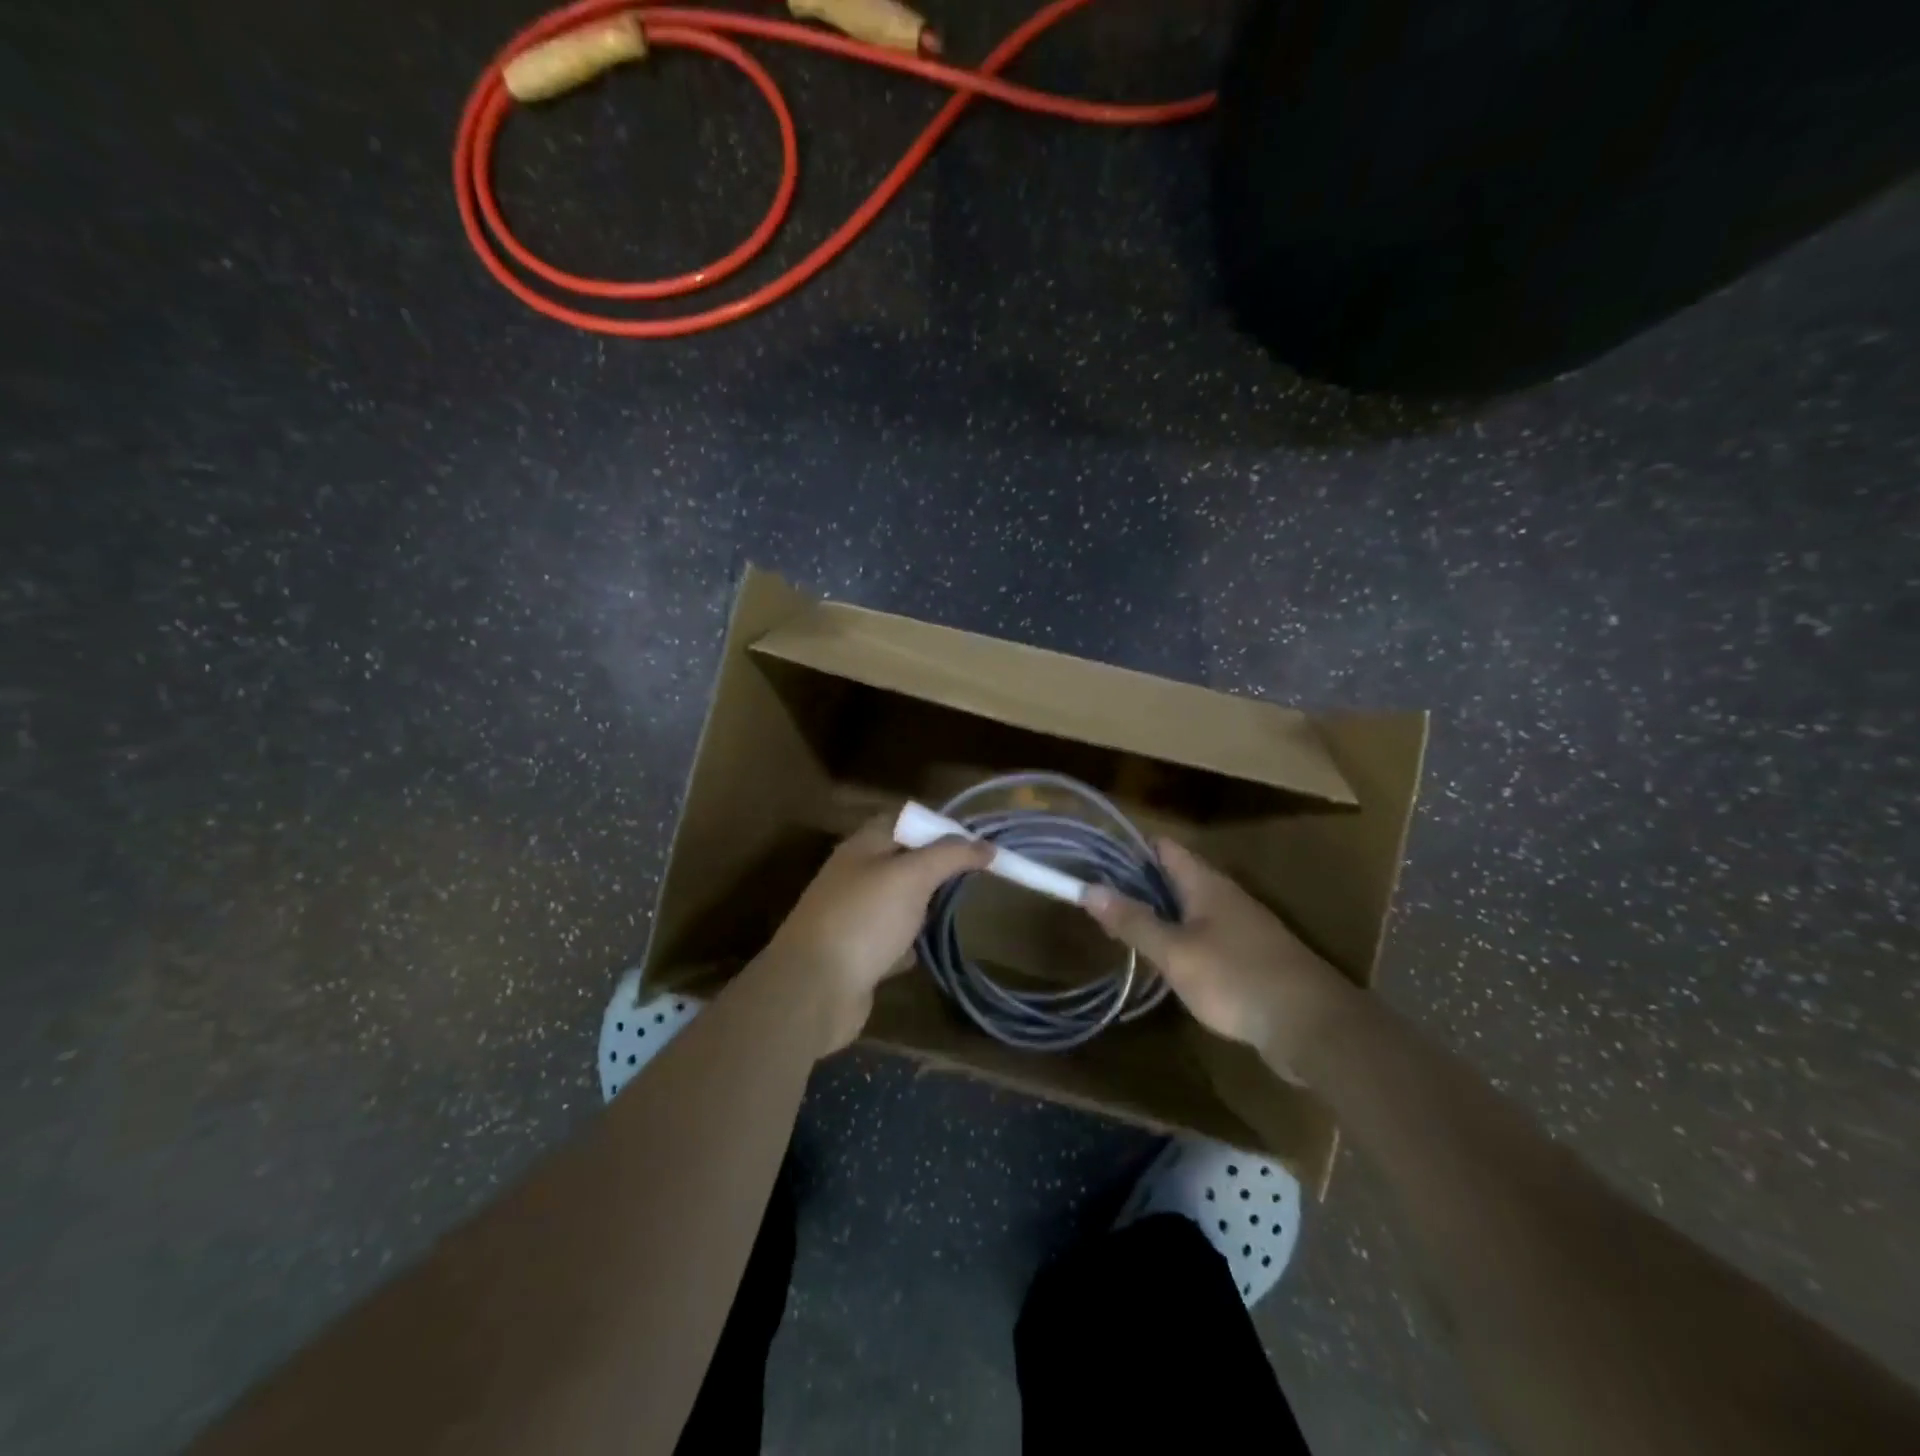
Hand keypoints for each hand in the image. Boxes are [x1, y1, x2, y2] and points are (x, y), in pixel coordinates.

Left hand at [763, 813, 990, 1052]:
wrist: (814, 989)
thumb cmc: (864, 919)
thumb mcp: (912, 875)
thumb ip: (950, 856)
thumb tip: (986, 845)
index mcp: (863, 847)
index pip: (903, 821)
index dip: (937, 826)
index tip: (974, 842)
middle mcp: (855, 876)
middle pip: (902, 861)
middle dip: (935, 867)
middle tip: (974, 877)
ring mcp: (853, 917)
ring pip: (898, 902)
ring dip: (923, 906)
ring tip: (958, 909)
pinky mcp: (856, 955)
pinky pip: (890, 941)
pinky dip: (909, 944)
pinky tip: (929, 949)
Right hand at [1084, 838, 1354, 1082]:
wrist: (1313, 1028)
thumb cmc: (1237, 979)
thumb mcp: (1175, 952)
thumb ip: (1133, 921)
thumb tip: (1089, 888)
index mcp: (1206, 883)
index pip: (1163, 848)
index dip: (1129, 849)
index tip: (1095, 861)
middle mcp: (1224, 896)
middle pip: (1174, 877)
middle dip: (1137, 885)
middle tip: (1098, 900)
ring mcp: (1240, 927)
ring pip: (1189, 908)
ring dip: (1158, 914)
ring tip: (1121, 930)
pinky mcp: (1249, 958)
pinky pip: (1204, 936)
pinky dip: (1179, 940)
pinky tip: (1164, 963)